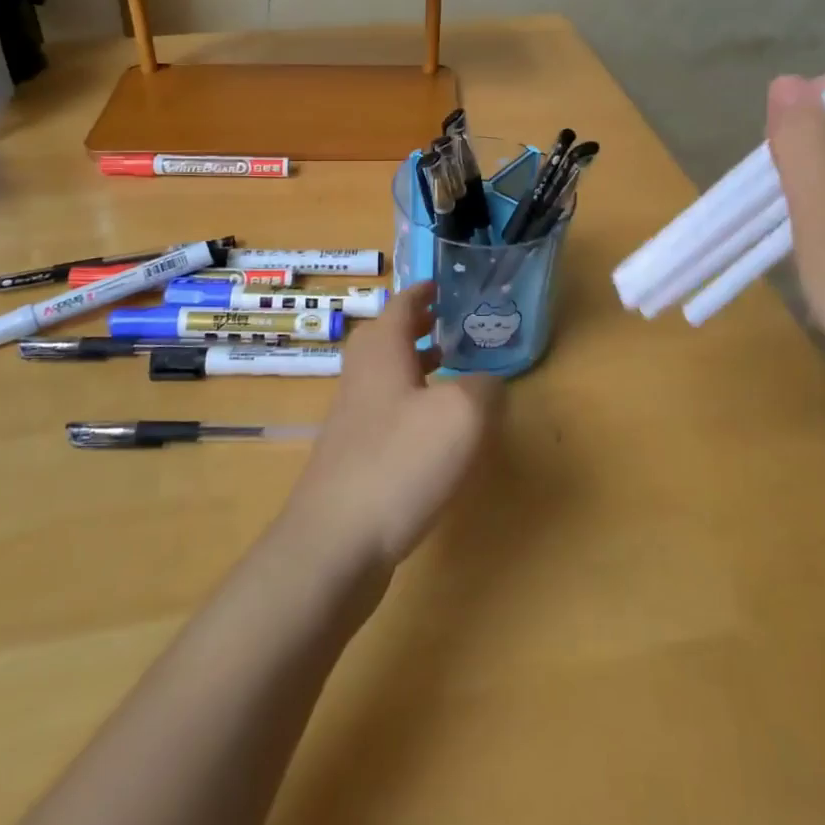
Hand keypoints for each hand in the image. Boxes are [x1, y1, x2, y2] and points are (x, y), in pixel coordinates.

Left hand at [282, 283, 500, 573]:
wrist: (336, 541)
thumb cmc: (400, 462)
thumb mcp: (463, 415)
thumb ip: (485, 389)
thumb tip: (487, 385)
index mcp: (382, 349)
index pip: (403, 304)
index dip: (425, 291)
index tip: (445, 284)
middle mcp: (362, 374)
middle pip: (389, 335)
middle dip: (420, 325)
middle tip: (453, 322)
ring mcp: (353, 415)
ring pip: (387, 373)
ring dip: (416, 363)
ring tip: (450, 365)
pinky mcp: (354, 452)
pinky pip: (387, 409)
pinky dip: (411, 401)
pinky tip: (435, 429)